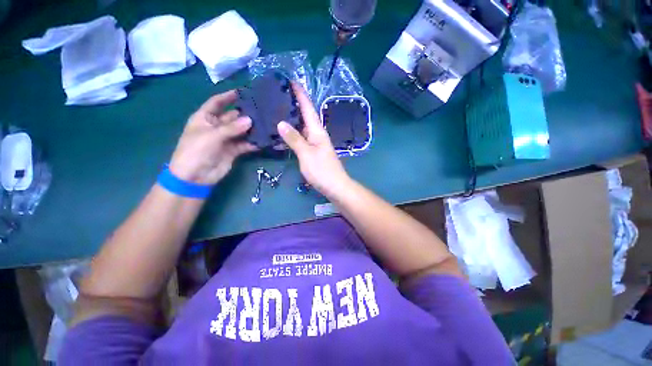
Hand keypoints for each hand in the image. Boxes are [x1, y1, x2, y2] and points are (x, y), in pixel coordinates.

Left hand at [169, 90, 255, 184]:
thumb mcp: (211, 136)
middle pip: (233, 116)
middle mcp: (216, 126)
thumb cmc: (195, 151)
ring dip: (252, 128)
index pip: (216, 102)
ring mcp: (226, 139)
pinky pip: (245, 144)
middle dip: (245, 113)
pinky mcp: (234, 150)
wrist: (195, 177)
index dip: (227, 96)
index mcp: (205, 118)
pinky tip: (264, 140)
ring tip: (267, 123)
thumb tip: (250, 120)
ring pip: (241, 130)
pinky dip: (254, 143)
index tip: (243, 91)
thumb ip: (231, 128)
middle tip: (262, 109)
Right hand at [277, 83, 351, 196]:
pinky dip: (292, 134)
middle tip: (277, 96)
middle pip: (305, 116)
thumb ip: (294, 138)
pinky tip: (282, 134)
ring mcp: (315, 143)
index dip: (300, 94)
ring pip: (302, 127)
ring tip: (276, 111)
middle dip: (294, 104)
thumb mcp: (306, 154)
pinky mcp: (313, 152)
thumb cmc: (322, 170)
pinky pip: (301, 138)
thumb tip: (281, 123)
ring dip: (292, 119)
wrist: (335, 186)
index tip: (291, 81)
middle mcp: (317, 134)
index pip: (308, 108)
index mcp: (317, 131)